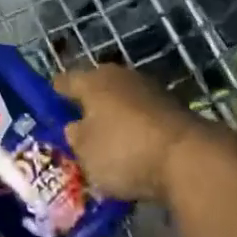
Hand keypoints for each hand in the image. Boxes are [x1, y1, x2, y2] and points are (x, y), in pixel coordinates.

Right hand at [55, 63, 206, 202]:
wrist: (189, 159)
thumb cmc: (124, 150)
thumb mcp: (85, 151)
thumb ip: (75, 137)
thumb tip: (76, 128)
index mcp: (93, 80)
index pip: (65, 81)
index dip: (54, 94)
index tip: (47, 106)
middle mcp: (121, 77)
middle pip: (96, 89)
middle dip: (87, 106)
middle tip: (75, 127)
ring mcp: (151, 91)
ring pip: (122, 103)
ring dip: (114, 118)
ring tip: (104, 142)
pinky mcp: (174, 110)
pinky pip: (143, 119)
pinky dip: (136, 131)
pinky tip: (133, 150)